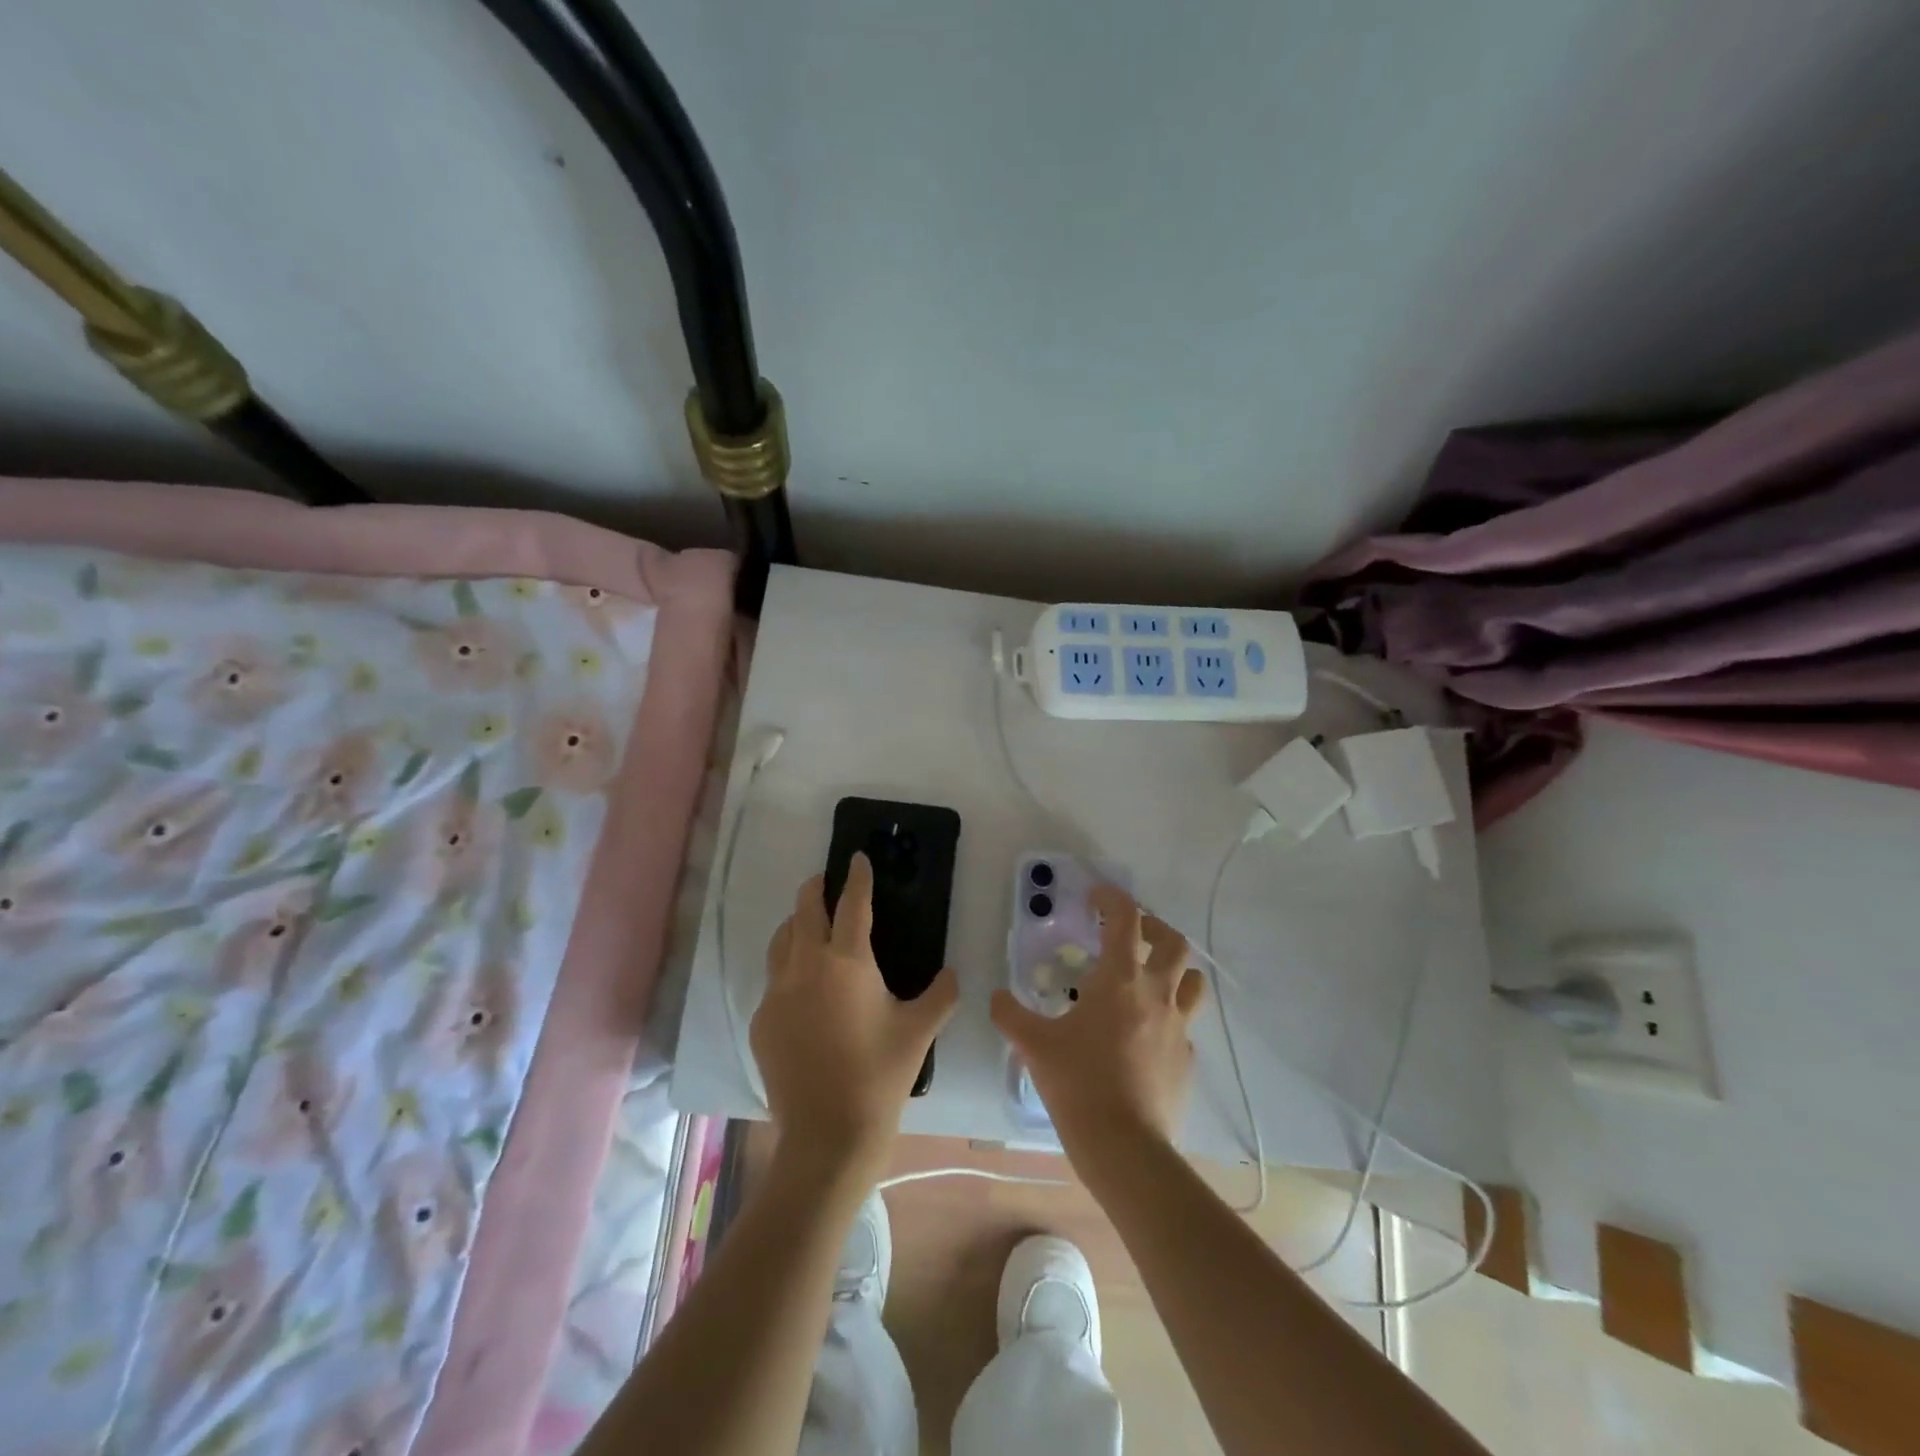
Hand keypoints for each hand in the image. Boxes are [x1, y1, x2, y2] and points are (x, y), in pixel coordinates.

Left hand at [753, 854, 957, 1179]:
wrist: (827, 1135)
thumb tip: (952, 974)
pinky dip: (788, 969)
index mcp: (847, 961)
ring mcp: (778, 993)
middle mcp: (806, 966)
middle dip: (816, 889)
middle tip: (827, 883)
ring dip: (795, 924)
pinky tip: (802, 989)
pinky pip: (774, 980)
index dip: (856, 876)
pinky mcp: (762, 1021)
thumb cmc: (880, 1076)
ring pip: (780, 940)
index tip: (856, 857)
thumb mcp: (920, 1031)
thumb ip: (941, 994)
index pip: (852, 903)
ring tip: (809, 925)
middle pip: (804, 910)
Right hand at [992, 885, 1205, 1160]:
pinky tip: (1146, 1033)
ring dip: (1173, 968)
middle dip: (1153, 927)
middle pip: (1173, 941)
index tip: (1094, 897)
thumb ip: (1010, 1015)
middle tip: (1128, 934)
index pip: (1125, 918)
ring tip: (1148, 976)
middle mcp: (1157, 993)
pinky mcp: (1187, 1058)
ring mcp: (1179, 1026)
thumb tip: (995, 997)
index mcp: (1121, 979)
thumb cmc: (1079, 1084)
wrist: (1125, 1147)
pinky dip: (1169, 1016)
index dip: (1111, 898)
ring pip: (1191, 979)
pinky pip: (1185, 1024)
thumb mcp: (1034, 1045)